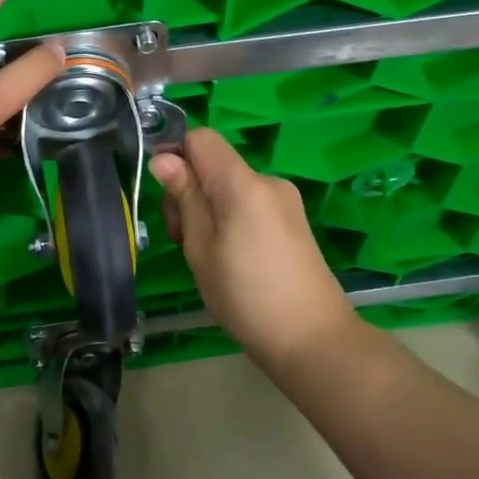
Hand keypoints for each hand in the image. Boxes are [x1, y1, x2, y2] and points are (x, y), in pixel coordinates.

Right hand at [150, 129, 358, 369]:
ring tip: (207, 256)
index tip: (167, 196)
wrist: (314, 341)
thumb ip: (185, 197)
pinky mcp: (293, 221)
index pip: (200, 138)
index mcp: (242, 183)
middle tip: (182, 239)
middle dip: (190, 190)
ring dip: (209, 209)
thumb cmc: (246, 296)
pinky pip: (250, 203)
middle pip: (214, 164)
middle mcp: (267, 181)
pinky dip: (231, 219)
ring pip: (230, 186)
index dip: (176, 156)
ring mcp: (285, 201)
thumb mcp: (201, 248)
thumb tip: (163, 159)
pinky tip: (232, 259)